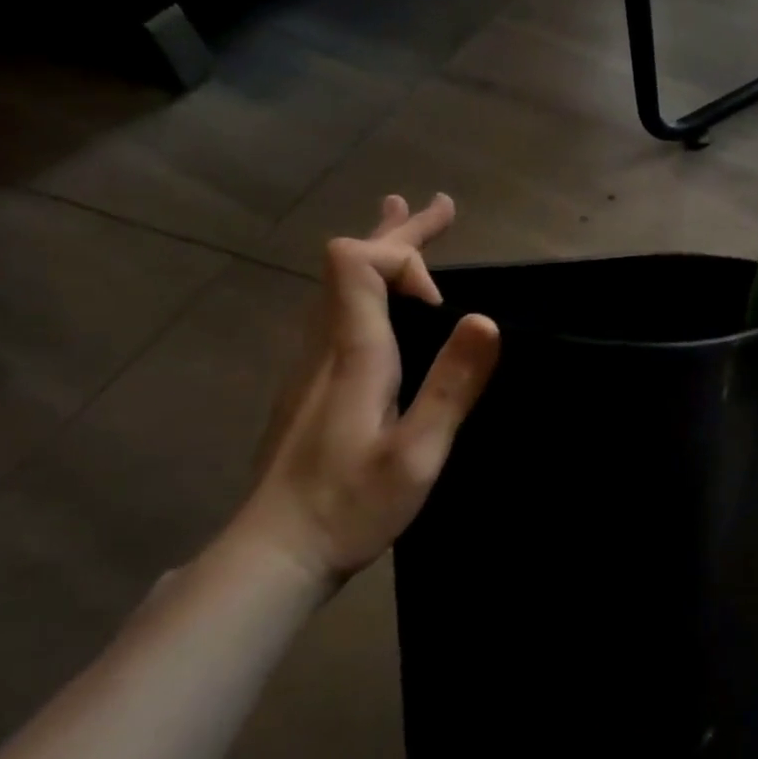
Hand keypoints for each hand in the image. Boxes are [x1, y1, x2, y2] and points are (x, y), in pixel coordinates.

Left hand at [235, 194, 499, 580]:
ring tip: (406, 222)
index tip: (446, 306)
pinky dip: (370, 286)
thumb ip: (451, 386)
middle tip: (439, 205)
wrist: (273, 553)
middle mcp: (325, 346)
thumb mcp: (416, 453)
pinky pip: (340, 311)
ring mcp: (312, 365)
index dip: (404, 258)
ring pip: (342, 287)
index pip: (358, 262)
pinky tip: (382, 299)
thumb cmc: (349, 506)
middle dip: (400, 233)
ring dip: (382, 253)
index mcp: (352, 353)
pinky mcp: (312, 385)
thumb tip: (484, 319)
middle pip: (350, 265)